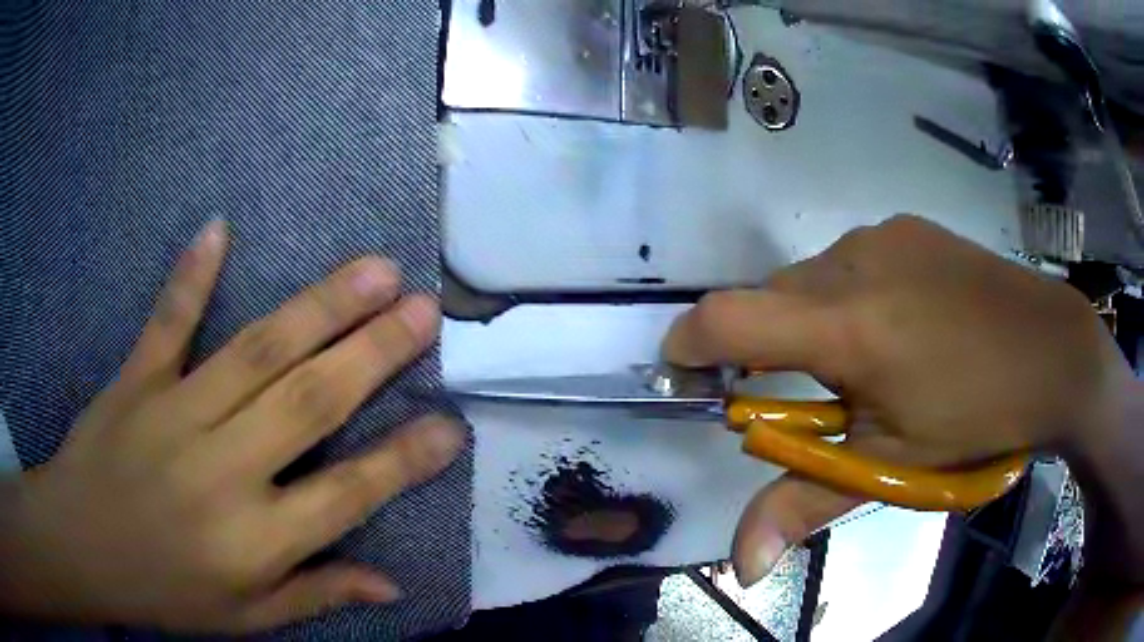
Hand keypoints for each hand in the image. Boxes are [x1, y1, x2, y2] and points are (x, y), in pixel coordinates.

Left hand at [0, 221, 464, 631]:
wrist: (81, 548)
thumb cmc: (165, 594)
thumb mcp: (248, 620)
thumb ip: (317, 596)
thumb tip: (391, 585)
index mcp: (253, 540)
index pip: (346, 495)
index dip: (403, 460)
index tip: (451, 425)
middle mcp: (222, 469)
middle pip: (308, 402)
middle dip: (373, 354)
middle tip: (423, 310)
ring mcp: (174, 413)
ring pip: (255, 352)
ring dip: (317, 307)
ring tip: (372, 269)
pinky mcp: (136, 380)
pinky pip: (167, 322)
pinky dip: (191, 276)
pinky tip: (218, 228)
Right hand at [663, 215, 1131, 586]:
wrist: (1054, 350)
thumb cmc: (978, 417)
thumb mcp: (895, 466)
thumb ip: (808, 503)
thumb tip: (743, 568)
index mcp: (848, 326)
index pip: (729, 318)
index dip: (690, 344)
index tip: (687, 372)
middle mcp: (854, 260)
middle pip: (770, 300)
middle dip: (767, 347)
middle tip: (814, 395)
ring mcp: (884, 234)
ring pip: (810, 277)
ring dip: (812, 321)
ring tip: (868, 361)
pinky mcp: (907, 226)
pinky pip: (848, 258)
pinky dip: (847, 293)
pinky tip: (898, 321)